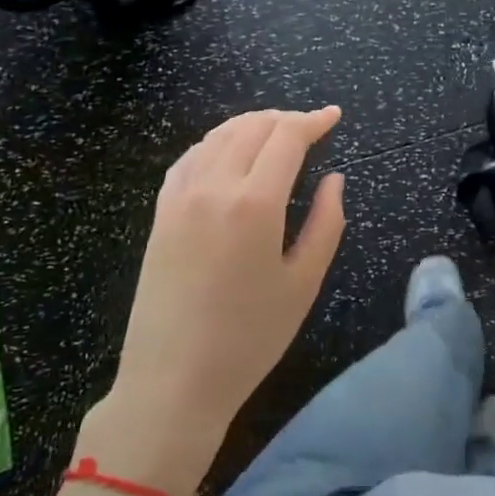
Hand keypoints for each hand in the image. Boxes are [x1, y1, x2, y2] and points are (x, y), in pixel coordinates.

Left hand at [88, 108, 345, 489]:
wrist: (173, 380)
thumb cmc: (249, 338)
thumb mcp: (303, 284)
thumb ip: (326, 223)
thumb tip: (334, 179)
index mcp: (254, 203)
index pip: (287, 137)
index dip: (314, 120)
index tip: (334, 116)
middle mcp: (214, 186)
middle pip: (252, 127)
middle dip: (285, 119)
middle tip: (310, 127)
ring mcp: (180, 197)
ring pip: (218, 136)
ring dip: (251, 124)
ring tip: (275, 132)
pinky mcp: (160, 212)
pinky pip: (190, 158)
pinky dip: (216, 143)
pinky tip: (228, 152)